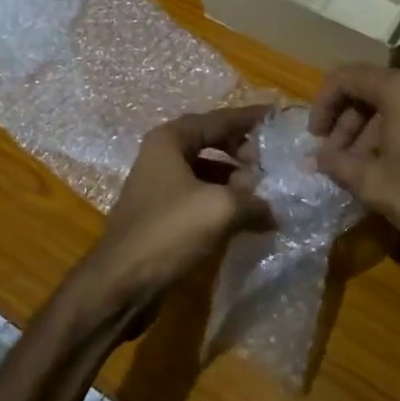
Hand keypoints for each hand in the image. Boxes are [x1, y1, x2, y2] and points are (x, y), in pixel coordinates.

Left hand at [73, 105, 273, 321]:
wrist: (121, 283)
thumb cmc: (168, 232)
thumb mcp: (221, 209)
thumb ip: (254, 200)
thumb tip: (273, 210)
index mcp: (170, 140)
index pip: (219, 119)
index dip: (250, 119)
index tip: (278, 118)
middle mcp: (161, 155)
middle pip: (211, 141)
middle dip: (243, 151)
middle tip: (272, 164)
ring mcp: (159, 184)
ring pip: (206, 171)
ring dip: (235, 179)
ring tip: (264, 193)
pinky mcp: (161, 213)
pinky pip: (199, 195)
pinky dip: (222, 201)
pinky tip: (244, 218)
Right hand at [308, 66, 399, 285]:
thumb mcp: (375, 186)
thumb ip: (337, 165)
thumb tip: (314, 159)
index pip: (348, 78)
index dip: (323, 105)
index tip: (316, 138)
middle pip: (377, 91)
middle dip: (351, 123)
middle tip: (339, 159)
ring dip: (379, 132)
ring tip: (371, 170)